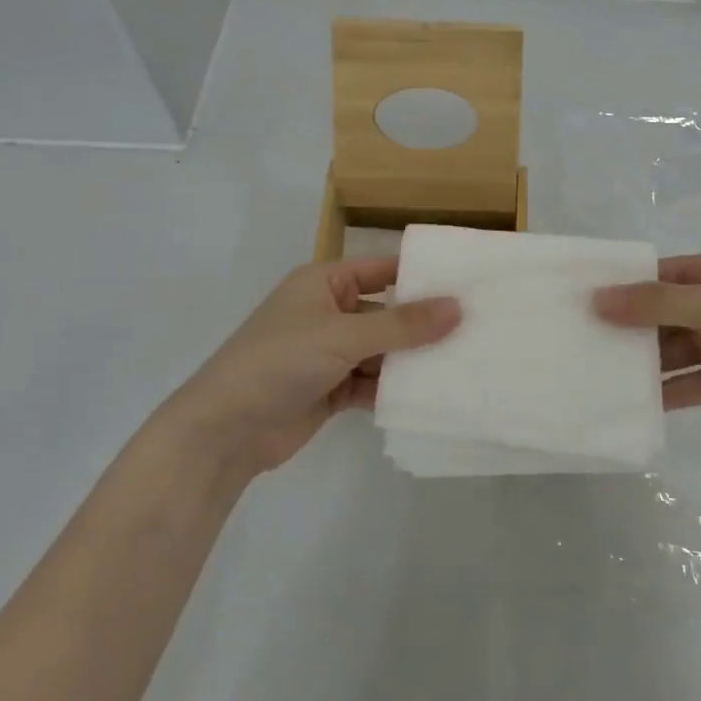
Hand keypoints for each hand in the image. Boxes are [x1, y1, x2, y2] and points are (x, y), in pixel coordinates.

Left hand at [162, 257, 459, 476]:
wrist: (225, 430)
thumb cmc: (280, 362)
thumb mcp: (343, 336)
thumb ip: (402, 324)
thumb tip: (457, 307)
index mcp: (324, 283)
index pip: (382, 270)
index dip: (421, 276)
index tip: (467, 284)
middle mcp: (328, 312)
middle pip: (386, 313)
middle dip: (423, 325)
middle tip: (475, 330)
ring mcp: (328, 353)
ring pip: (382, 351)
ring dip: (410, 360)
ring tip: (462, 364)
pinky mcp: (330, 389)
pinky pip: (371, 382)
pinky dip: (392, 389)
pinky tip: (428, 395)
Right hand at [593, 251, 700, 439]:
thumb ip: (655, 303)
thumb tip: (596, 299)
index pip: (657, 274)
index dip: (621, 285)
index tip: (579, 300)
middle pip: (660, 313)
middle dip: (625, 327)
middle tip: (577, 342)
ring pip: (670, 350)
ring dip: (641, 362)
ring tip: (595, 375)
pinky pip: (687, 382)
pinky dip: (663, 392)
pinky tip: (631, 404)